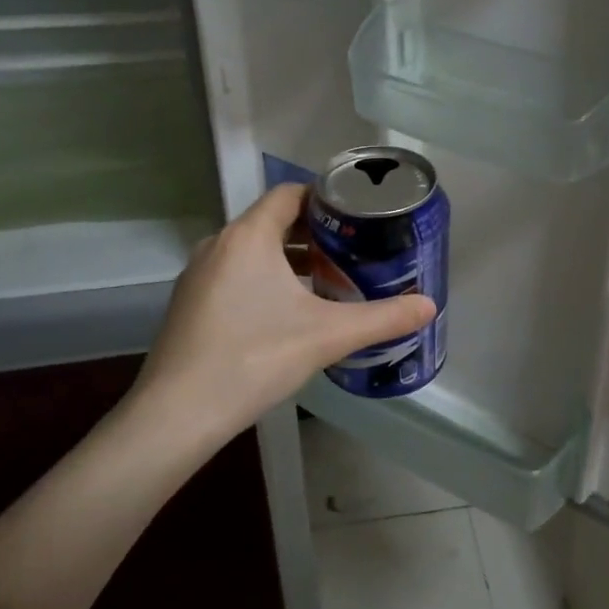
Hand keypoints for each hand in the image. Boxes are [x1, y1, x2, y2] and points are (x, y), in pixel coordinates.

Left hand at [129, 183, 437, 440]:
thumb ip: (382, 318)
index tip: (357, 216)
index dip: (325, 198)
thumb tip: (430, 306)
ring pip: (252, 251)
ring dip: (289, 259)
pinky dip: (264, 280)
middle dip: (314, 234)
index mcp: (248, 236)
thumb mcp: (328, 335)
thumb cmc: (255, 357)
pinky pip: (234, 275)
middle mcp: (218, 245)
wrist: (178, 414)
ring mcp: (198, 275)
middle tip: (352, 253)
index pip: (289, 193)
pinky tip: (287, 314)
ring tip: (326, 282)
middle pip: (272, 221)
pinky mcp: (190, 304)